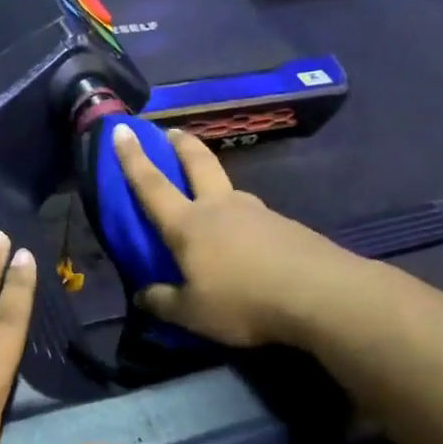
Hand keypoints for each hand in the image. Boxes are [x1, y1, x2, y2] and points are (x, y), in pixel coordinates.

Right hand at [112, 123, 353, 348]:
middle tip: (170, 132)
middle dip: (181, 144)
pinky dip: (239, 215)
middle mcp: (220, 207)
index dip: (133, 158)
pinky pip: (251, 214)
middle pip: (198, 162)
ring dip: (213, 179)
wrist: (320, 294)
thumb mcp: (192, 314)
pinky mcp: (284, 225)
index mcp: (188, 224)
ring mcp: (256, 211)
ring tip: (208, 194)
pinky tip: (244, 238)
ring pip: (228, 187)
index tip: (122, 129)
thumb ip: (162, 302)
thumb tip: (141, 295)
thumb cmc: (243, 301)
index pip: (152, 185)